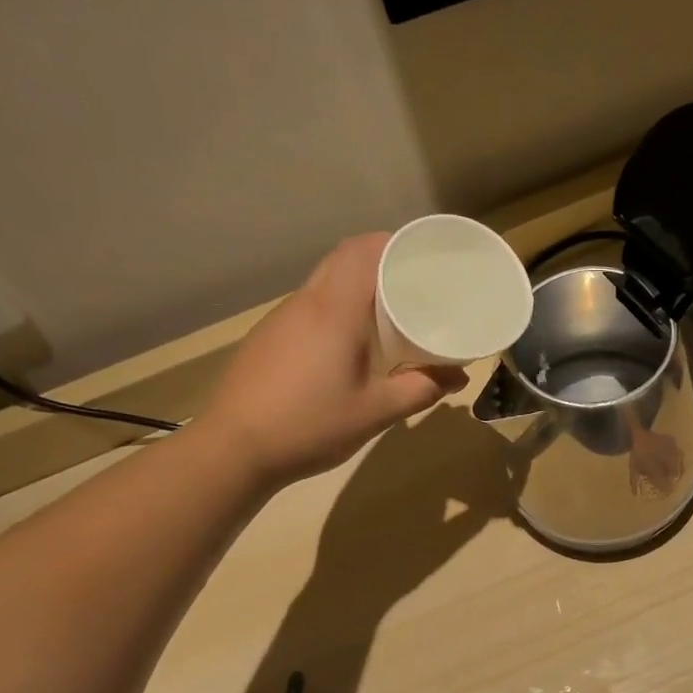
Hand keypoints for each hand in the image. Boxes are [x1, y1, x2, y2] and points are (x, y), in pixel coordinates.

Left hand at [202, 234, 466, 485]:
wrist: (234, 449)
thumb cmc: (311, 425)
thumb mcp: (375, 412)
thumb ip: (420, 390)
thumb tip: (458, 377)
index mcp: (335, 309)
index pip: (363, 250)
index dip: (394, 243)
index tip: (423, 255)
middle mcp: (305, 302)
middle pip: (343, 259)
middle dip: (379, 261)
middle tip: (413, 284)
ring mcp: (280, 319)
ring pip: (324, 283)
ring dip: (355, 286)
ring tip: (386, 313)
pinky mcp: (267, 338)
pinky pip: (309, 307)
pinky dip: (335, 309)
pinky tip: (346, 344)